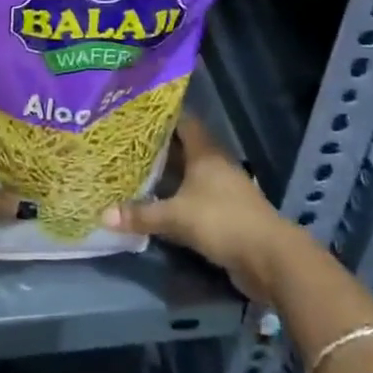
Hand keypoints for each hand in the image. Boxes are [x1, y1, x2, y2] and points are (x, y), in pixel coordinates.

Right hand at [103, 117, 301, 303]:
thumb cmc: (222, 221)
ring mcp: (224, 188)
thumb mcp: (177, 217)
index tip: (134, 114)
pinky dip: (179, 196)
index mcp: (205, 152)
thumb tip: (103, 214)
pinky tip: (159, 202)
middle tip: (126, 143)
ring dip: (169, 173)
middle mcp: (215, 163)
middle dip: (158, 146)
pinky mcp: (227, 212)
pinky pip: (196, 196)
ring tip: (136, 171)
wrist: (270, 258)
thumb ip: (142, 214)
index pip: (182, 121)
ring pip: (190, 172)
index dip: (160, 116)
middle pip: (184, 147)